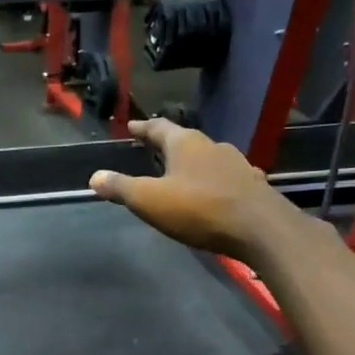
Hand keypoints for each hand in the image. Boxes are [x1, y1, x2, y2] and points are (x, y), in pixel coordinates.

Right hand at [89, 118, 299, 263]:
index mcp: (185, 143)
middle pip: (185, 140)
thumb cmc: (199, 209)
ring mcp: (237, 164)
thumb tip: (94, 176)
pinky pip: (226, 177)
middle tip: (152, 148)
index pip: (159, 127)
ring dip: (192, 163)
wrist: (260, 228)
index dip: (143, 128)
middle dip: (168, 145)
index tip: (132, 126)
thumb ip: (121, 188)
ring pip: (208, 158)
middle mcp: (212, 146)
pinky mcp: (252, 185)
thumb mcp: (149, 200)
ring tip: (180, 172)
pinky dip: (213, 181)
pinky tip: (212, 191)